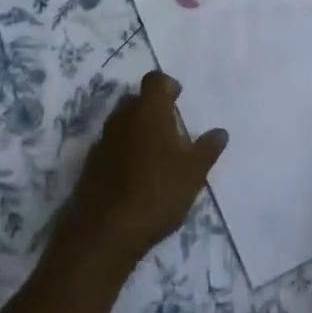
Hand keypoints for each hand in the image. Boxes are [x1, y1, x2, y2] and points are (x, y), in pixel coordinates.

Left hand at [58, 71, 226, 274]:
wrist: (105, 232)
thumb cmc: (157, 193)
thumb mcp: (193, 173)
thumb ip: (207, 149)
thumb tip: (220, 132)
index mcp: (148, 111)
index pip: (155, 80)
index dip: (168, 86)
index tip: (179, 99)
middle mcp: (122, 117)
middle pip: (137, 100)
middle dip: (153, 109)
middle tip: (171, 131)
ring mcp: (103, 140)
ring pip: (123, 123)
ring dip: (138, 130)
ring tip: (156, 156)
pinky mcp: (91, 163)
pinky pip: (112, 145)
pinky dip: (124, 151)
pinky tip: (136, 175)